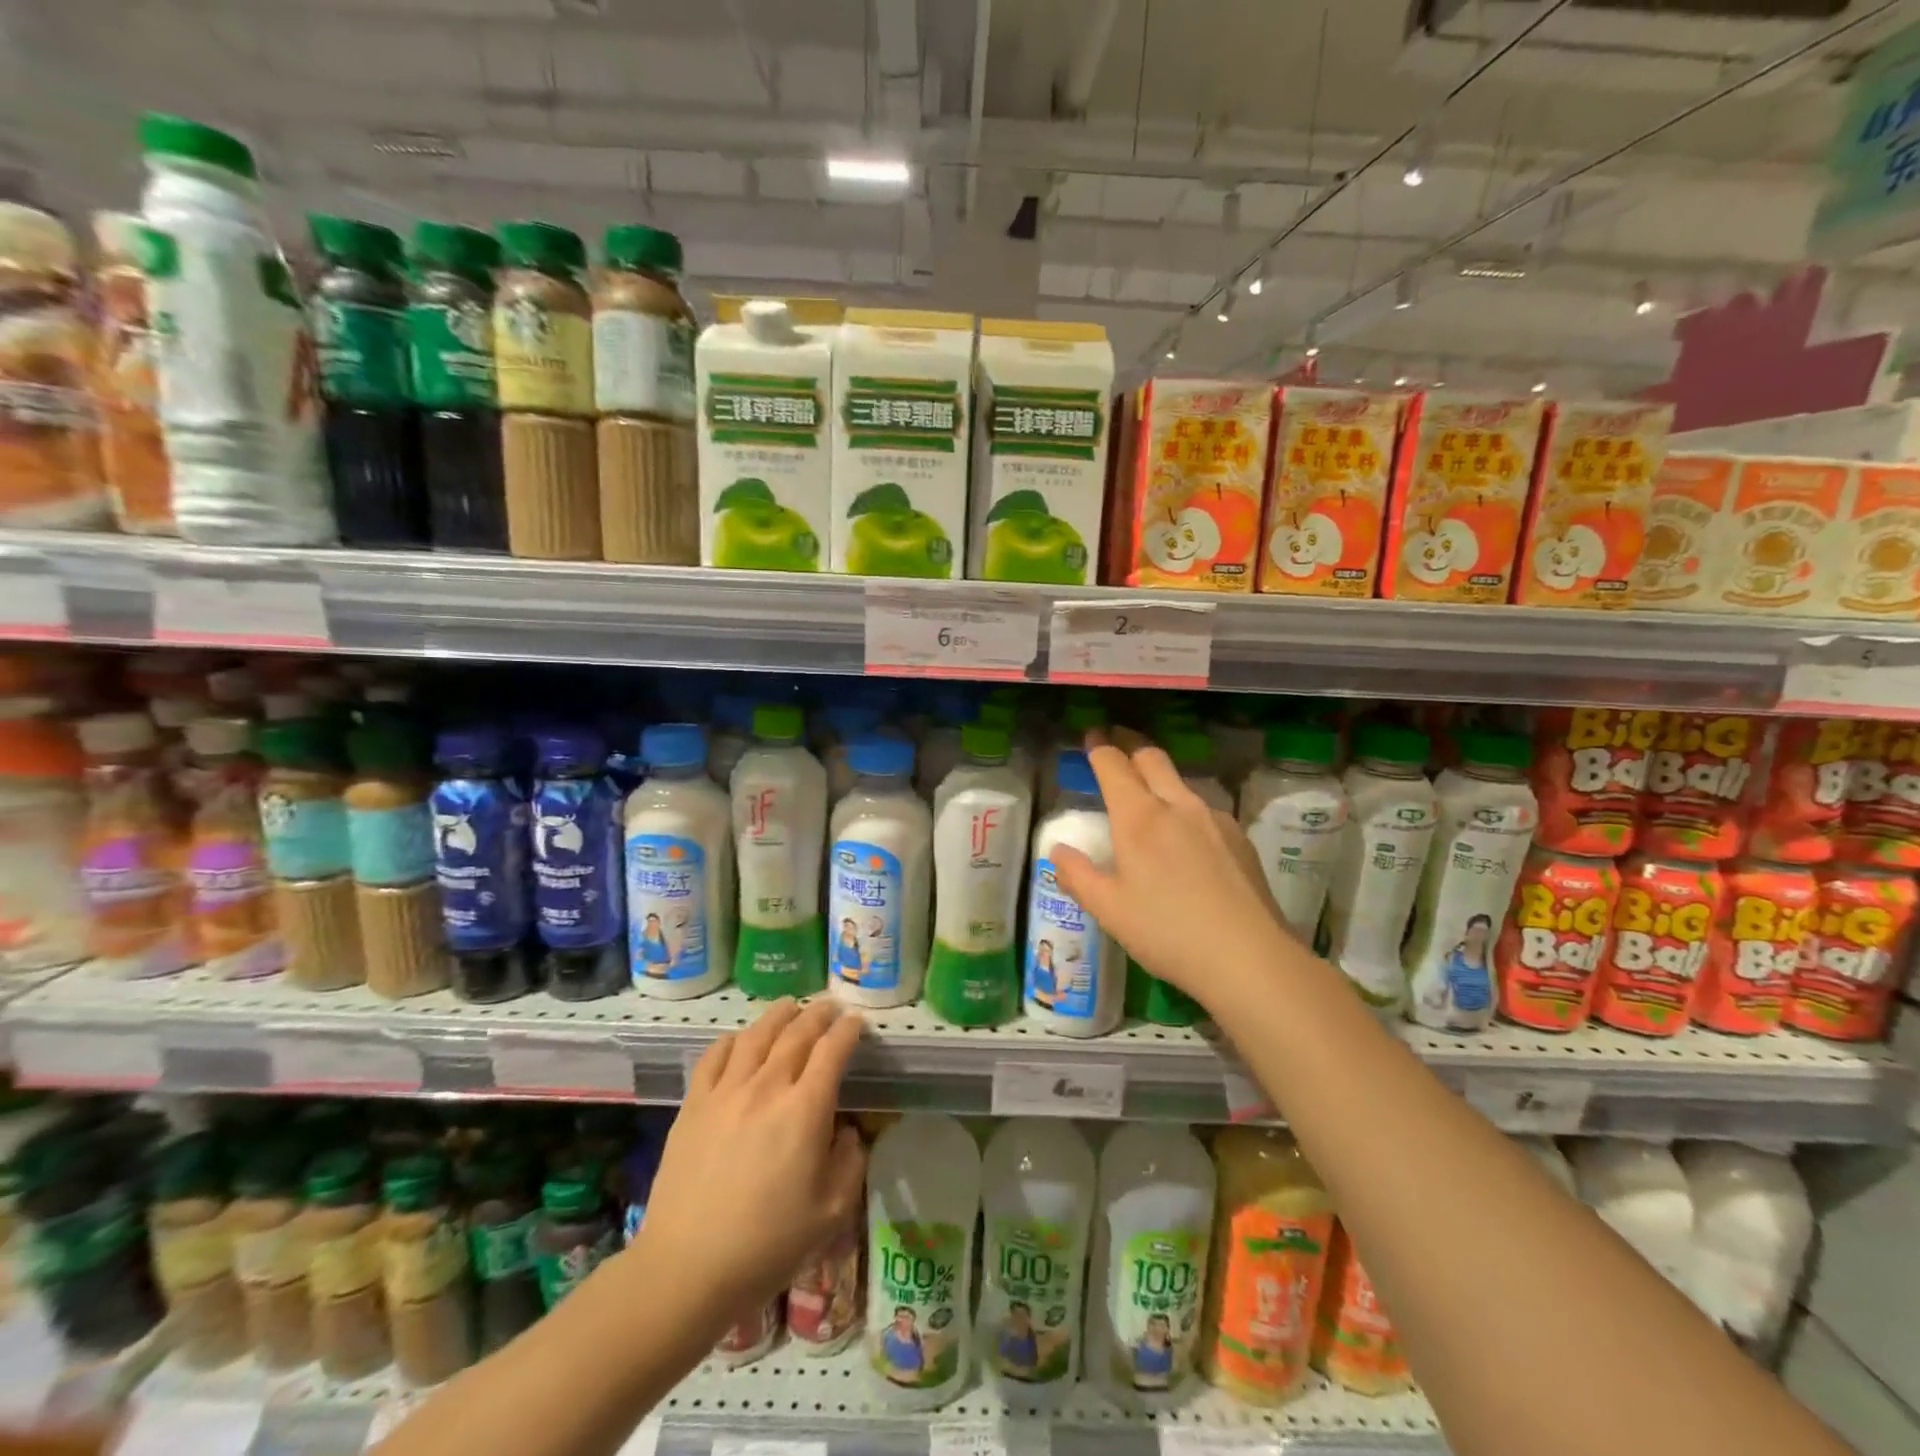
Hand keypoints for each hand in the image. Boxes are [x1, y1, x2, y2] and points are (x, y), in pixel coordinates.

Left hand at [632, 999, 866, 1317]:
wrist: (687, 1268)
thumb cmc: (768, 1245)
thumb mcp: (831, 1212)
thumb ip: (850, 1162)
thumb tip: (846, 1131)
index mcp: (805, 1109)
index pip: (832, 1051)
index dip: (847, 1031)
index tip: (856, 1021)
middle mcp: (767, 1087)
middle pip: (796, 1033)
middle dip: (817, 1014)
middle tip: (829, 1007)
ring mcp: (726, 1091)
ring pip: (756, 1035)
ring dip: (778, 1016)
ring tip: (789, 1007)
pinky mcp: (694, 1104)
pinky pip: (714, 1056)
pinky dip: (732, 1040)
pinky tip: (739, 1040)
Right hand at [1050, 730, 1296, 1012]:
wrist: (1249, 957)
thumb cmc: (1167, 932)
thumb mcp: (1109, 910)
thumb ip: (1077, 876)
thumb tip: (1058, 851)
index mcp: (1139, 818)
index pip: (1114, 765)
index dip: (1099, 747)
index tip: (1091, 736)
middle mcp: (1178, 805)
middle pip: (1152, 758)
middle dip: (1130, 744)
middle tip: (1116, 743)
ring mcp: (1214, 819)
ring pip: (1181, 783)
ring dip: (1160, 779)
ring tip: (1148, 799)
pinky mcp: (1240, 838)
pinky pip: (1204, 810)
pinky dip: (1184, 809)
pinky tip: (1186, 841)